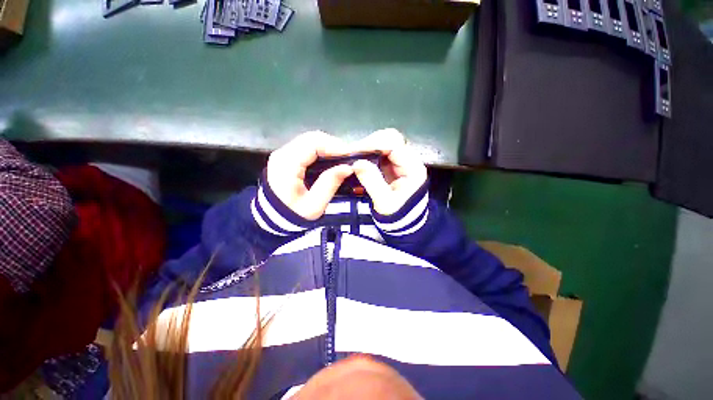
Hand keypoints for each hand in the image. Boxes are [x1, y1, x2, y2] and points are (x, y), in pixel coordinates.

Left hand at [267, 131, 353, 219]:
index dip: (335, 146)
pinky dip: (322, 151)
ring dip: (329, 148)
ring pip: (311, 141)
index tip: (351, 156)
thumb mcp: (314, 205)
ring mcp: (284, 154)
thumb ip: (330, 184)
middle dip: (334, 145)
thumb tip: (348, 167)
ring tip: (342, 160)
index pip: (313, 143)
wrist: (273, 220)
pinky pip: (308, 147)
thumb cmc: (293, 214)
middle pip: (312, 138)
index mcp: (287, 164)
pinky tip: (331, 161)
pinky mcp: (287, 157)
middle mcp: (283, 153)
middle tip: (349, 158)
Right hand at [351, 129, 427, 215]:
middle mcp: (409, 161)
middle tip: (354, 154)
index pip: (395, 144)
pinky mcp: (393, 167)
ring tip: (354, 158)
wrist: (405, 225)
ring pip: (385, 144)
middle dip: (371, 144)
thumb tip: (356, 162)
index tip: (356, 151)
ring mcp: (401, 163)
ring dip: (369, 149)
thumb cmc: (397, 216)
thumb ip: (372, 181)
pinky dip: (369, 155)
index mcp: (413, 168)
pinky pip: (380, 154)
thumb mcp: (384, 202)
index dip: (374, 144)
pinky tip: (360, 162)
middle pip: (391, 139)